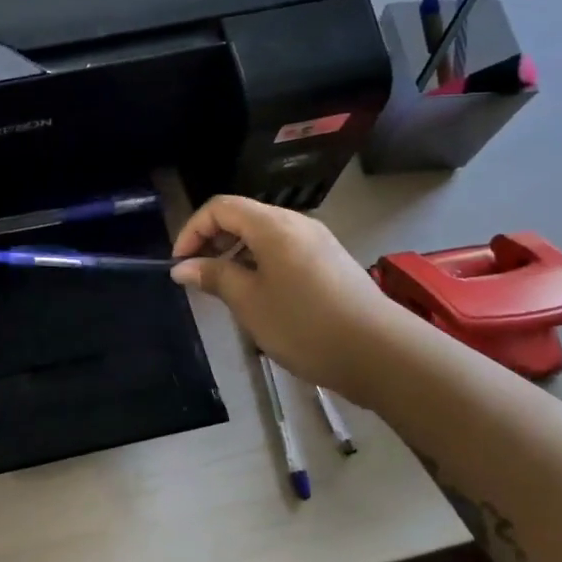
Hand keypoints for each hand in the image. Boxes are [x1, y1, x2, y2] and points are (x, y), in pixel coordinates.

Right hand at [171, 195, 388, 392]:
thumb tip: (182, 267)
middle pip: (243, 216)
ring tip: (226, 289)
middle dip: (213, 240)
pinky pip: (285, 250)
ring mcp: (318, 241)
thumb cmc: (305, 325)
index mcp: (273, 225)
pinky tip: (261, 295)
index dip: (192, 230)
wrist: (381, 353)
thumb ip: (214, 277)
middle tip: (199, 276)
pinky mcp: (331, 262)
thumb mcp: (249, 302)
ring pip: (265, 234)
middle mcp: (296, 223)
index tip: (180, 264)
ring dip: (237, 253)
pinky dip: (261, 262)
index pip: (220, 208)